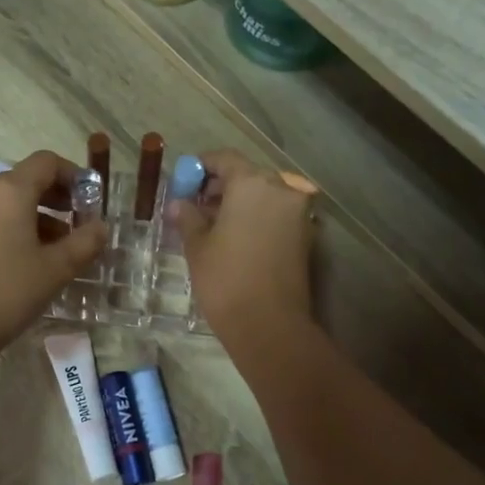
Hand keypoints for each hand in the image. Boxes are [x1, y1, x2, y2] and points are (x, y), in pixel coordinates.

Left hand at [0, 150, 106, 366]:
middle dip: (55, 197)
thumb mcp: (56, 269)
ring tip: (55, 247)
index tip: (89, 200)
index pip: (46, 162)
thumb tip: (100, 228)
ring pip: (6, 200)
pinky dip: (11, 225)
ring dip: (34, 214)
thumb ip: (85, 242)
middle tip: (77, 224)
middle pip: (24, 179)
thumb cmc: (7, 293)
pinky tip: (24, 256)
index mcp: (8, 191)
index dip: (73, 175)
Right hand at [171, 150, 315, 343]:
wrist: (269, 324)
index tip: (184, 182)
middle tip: (195, 205)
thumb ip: (188, 217)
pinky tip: (234, 238)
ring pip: (263, 196)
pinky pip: (275, 215)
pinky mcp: (306, 236)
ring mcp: (298, 213)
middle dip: (220, 186)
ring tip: (211, 225)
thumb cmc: (225, 279)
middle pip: (247, 175)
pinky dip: (256, 218)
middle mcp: (281, 190)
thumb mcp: (197, 246)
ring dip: (239, 203)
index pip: (225, 159)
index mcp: (252, 183)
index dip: (201, 167)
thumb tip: (179, 204)